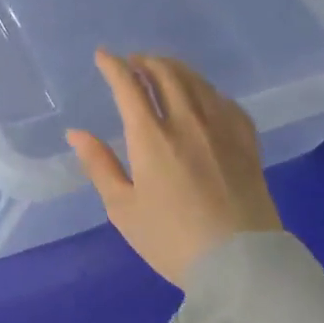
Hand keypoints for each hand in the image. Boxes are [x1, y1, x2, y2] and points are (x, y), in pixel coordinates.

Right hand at [67, 50, 280, 288]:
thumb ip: (99, 165)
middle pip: (166, 74)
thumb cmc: (171, 239)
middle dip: (145, 61)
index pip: (129, 86)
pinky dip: (208, 91)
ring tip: (163, 70)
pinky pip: (227, 103)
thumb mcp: (122, 207)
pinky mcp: (247, 145)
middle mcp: (187, 123)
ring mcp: (222, 131)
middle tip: (133, 62)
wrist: (240, 266)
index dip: (113, 66)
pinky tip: (204, 97)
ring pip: (197, 83)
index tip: (102, 56)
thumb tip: (76, 133)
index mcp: (151, 137)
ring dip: (175, 69)